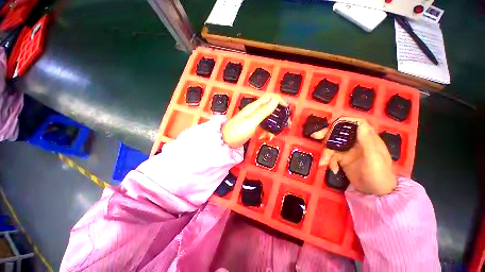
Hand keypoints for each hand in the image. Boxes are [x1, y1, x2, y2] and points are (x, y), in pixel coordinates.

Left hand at [222, 94, 286, 147]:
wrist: (226, 141)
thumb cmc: (237, 131)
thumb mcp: (251, 122)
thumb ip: (263, 111)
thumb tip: (275, 100)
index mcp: (255, 107)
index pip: (270, 97)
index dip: (280, 101)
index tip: (286, 110)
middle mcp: (256, 111)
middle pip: (272, 107)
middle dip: (280, 115)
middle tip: (285, 125)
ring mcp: (255, 118)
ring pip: (269, 118)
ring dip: (273, 126)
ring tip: (272, 136)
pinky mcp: (254, 125)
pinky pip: (264, 126)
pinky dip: (267, 131)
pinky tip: (265, 137)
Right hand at [313, 117, 396, 195]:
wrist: (375, 193)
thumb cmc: (379, 174)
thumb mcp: (374, 158)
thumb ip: (367, 141)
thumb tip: (360, 123)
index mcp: (367, 138)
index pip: (355, 123)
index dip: (343, 121)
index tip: (330, 124)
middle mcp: (356, 141)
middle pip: (339, 132)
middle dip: (327, 134)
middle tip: (315, 136)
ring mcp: (348, 150)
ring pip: (332, 144)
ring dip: (326, 153)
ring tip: (323, 162)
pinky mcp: (342, 158)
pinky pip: (331, 155)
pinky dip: (329, 161)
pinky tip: (333, 169)